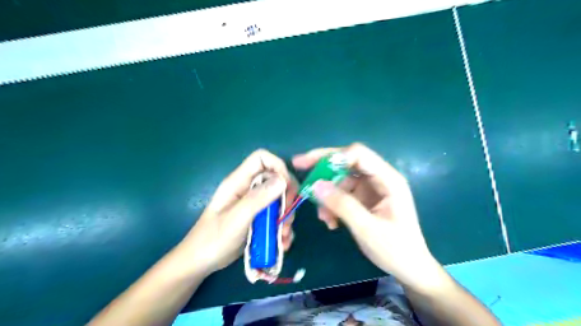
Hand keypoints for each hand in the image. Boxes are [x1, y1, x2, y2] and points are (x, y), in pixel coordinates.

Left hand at [181, 150, 299, 273]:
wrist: (200, 263)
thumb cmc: (213, 239)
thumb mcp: (236, 219)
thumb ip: (258, 198)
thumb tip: (283, 180)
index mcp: (238, 182)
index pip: (261, 158)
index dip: (278, 166)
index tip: (287, 187)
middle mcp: (248, 189)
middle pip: (276, 179)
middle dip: (286, 197)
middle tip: (286, 217)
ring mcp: (254, 204)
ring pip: (279, 200)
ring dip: (286, 217)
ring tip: (282, 235)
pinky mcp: (258, 219)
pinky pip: (277, 217)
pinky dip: (283, 229)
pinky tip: (282, 243)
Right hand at [293, 143, 443, 290]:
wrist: (409, 269)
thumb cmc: (395, 249)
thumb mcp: (366, 228)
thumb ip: (342, 205)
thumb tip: (315, 185)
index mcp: (388, 179)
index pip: (359, 155)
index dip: (333, 156)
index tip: (309, 164)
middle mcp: (379, 179)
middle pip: (347, 163)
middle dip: (323, 169)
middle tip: (300, 169)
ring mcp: (371, 189)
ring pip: (341, 180)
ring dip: (327, 195)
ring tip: (323, 217)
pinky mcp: (364, 200)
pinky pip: (342, 194)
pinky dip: (332, 205)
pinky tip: (330, 222)